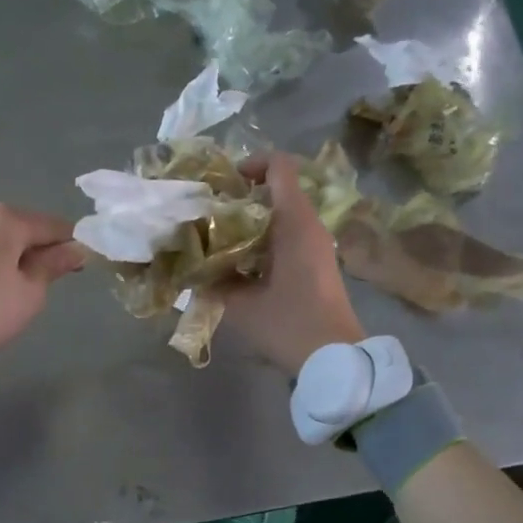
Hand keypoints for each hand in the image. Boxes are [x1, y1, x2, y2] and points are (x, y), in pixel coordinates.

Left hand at [0, 204, 85, 367]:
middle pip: (19, 229)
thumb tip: (76, 248)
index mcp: (6, 220)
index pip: (54, 226)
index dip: (70, 247)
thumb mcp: (28, 296)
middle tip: (31, 290)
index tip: (73, 272)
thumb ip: (53, 266)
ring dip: (0, 257)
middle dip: (31, 252)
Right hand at [223, 153, 364, 373]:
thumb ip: (212, 283)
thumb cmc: (290, 325)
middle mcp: (309, 225)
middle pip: (277, 190)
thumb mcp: (241, 306)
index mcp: (295, 223)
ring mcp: (317, 244)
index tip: (222, 185)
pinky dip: (262, 240)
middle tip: (209, 214)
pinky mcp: (317, 263)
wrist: (335, 358)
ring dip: (250, 221)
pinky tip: (238, 263)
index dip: (250, 164)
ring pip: (281, 214)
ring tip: (218, 240)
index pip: (279, 166)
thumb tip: (187, 270)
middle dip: (241, 197)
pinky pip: (287, 235)